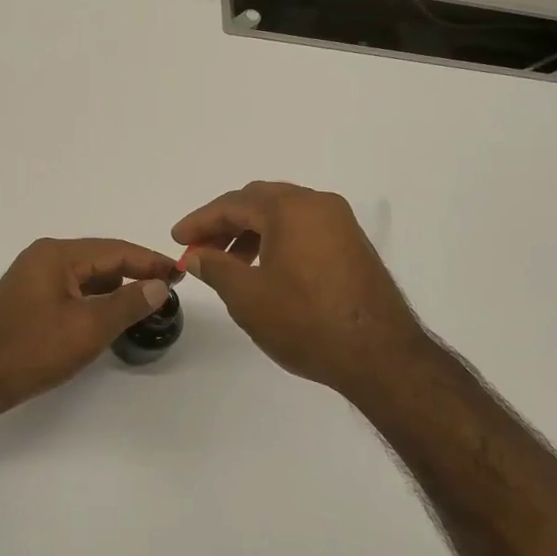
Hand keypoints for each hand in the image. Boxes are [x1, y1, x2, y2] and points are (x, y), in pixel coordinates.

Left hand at [0, 237, 177, 413]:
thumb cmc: (33, 349)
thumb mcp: (89, 327)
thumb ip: (128, 303)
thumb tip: (159, 284)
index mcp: (56, 255)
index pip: (115, 250)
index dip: (150, 260)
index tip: (180, 272)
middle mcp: (43, 257)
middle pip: (100, 259)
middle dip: (134, 272)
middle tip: (167, 287)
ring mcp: (32, 277)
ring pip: (86, 276)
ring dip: (115, 287)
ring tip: (145, 301)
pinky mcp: (28, 298)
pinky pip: (71, 289)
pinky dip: (94, 299)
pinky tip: (110, 314)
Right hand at [172, 181, 431, 396]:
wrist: (379, 354)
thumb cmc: (305, 321)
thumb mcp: (248, 297)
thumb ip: (215, 267)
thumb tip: (195, 253)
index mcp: (290, 208)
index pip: (233, 204)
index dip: (200, 221)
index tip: (177, 239)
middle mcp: (318, 204)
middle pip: (260, 201)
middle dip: (226, 222)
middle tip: (200, 248)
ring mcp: (341, 223)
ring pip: (284, 214)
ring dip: (251, 231)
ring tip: (230, 263)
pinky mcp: (353, 244)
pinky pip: (305, 228)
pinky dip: (278, 239)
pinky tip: (265, 269)